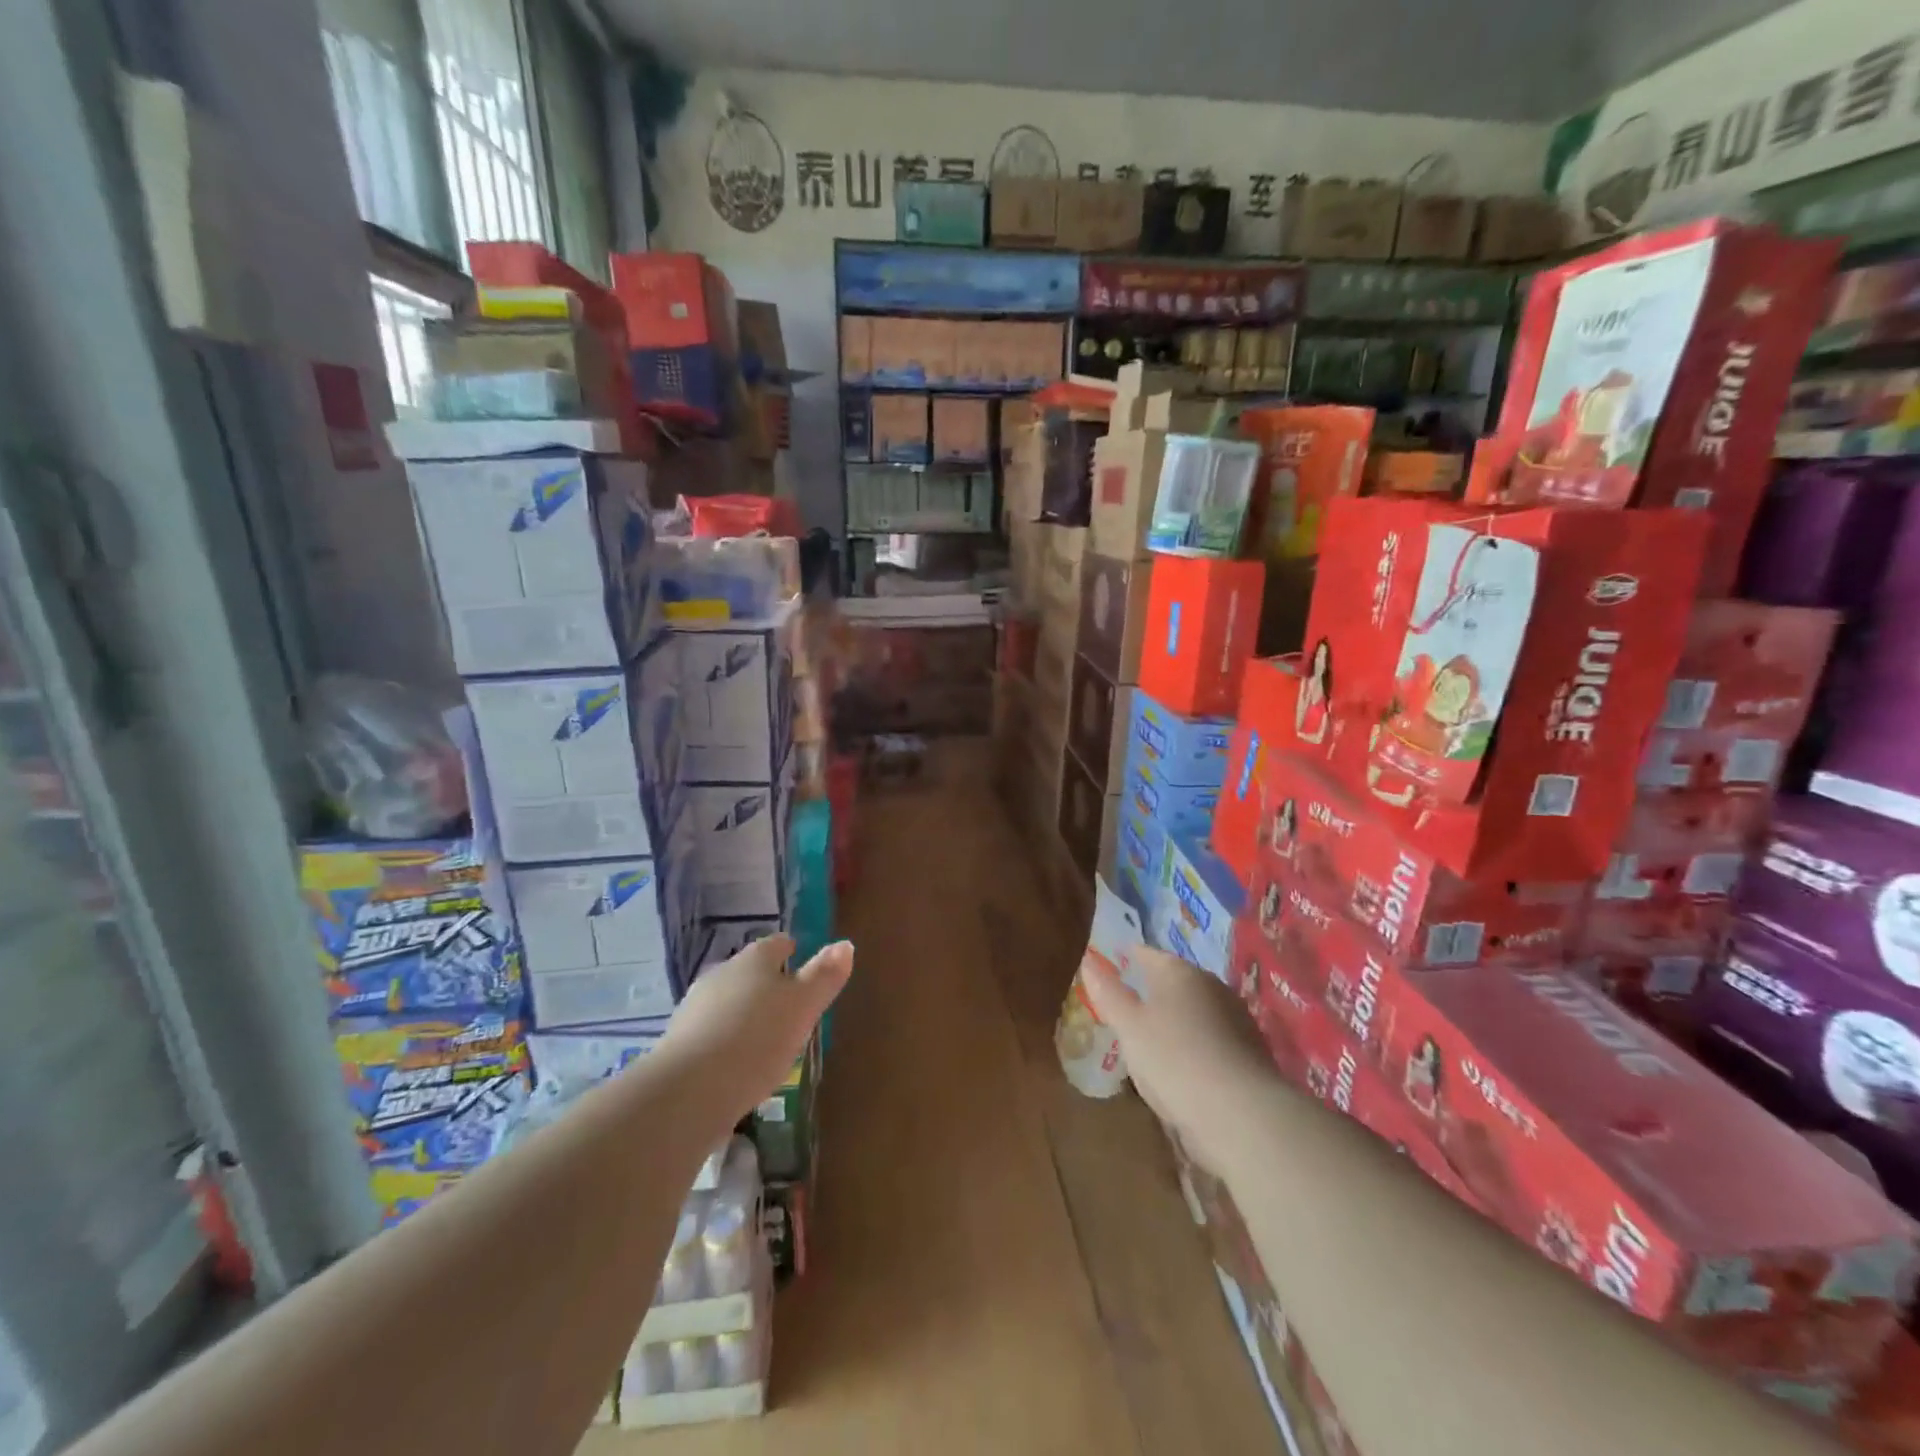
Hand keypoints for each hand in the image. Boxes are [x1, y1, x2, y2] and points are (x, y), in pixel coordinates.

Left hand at [658, 935, 851, 1125]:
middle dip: (768, 985)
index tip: (803, 963)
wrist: (688, 1091)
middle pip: (750, 972)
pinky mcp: (679, 1043)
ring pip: (728, 1001)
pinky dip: (727, 1041)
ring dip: (745, 1014)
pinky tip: (738, 1064)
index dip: (792, 950)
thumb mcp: (803, 1007)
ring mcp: (695, 1007)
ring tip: (766, 1038)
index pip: (776, 944)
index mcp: (754, 959)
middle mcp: (722, 974)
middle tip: (791, 1006)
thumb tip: (845, 944)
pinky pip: (711, 1032)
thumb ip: (824, 976)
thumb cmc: (757, 1039)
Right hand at [1082, 947, 1281, 1178]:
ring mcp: (1236, 1018)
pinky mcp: (1251, 1052)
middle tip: (1132, 1003)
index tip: (1117, 960)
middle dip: (1155, 989)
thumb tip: (1089, 961)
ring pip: (1196, 1009)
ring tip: (1156, 1037)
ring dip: (1178, 1019)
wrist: (1240, 1114)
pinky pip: (1213, 1038)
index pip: (1149, 954)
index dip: (1131, 956)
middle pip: (1176, 980)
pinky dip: (1197, 1044)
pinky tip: (1186, 1065)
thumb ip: (1108, 993)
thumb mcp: (1128, 1027)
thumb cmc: (1173, 1059)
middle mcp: (1211, 985)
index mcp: (1178, 972)